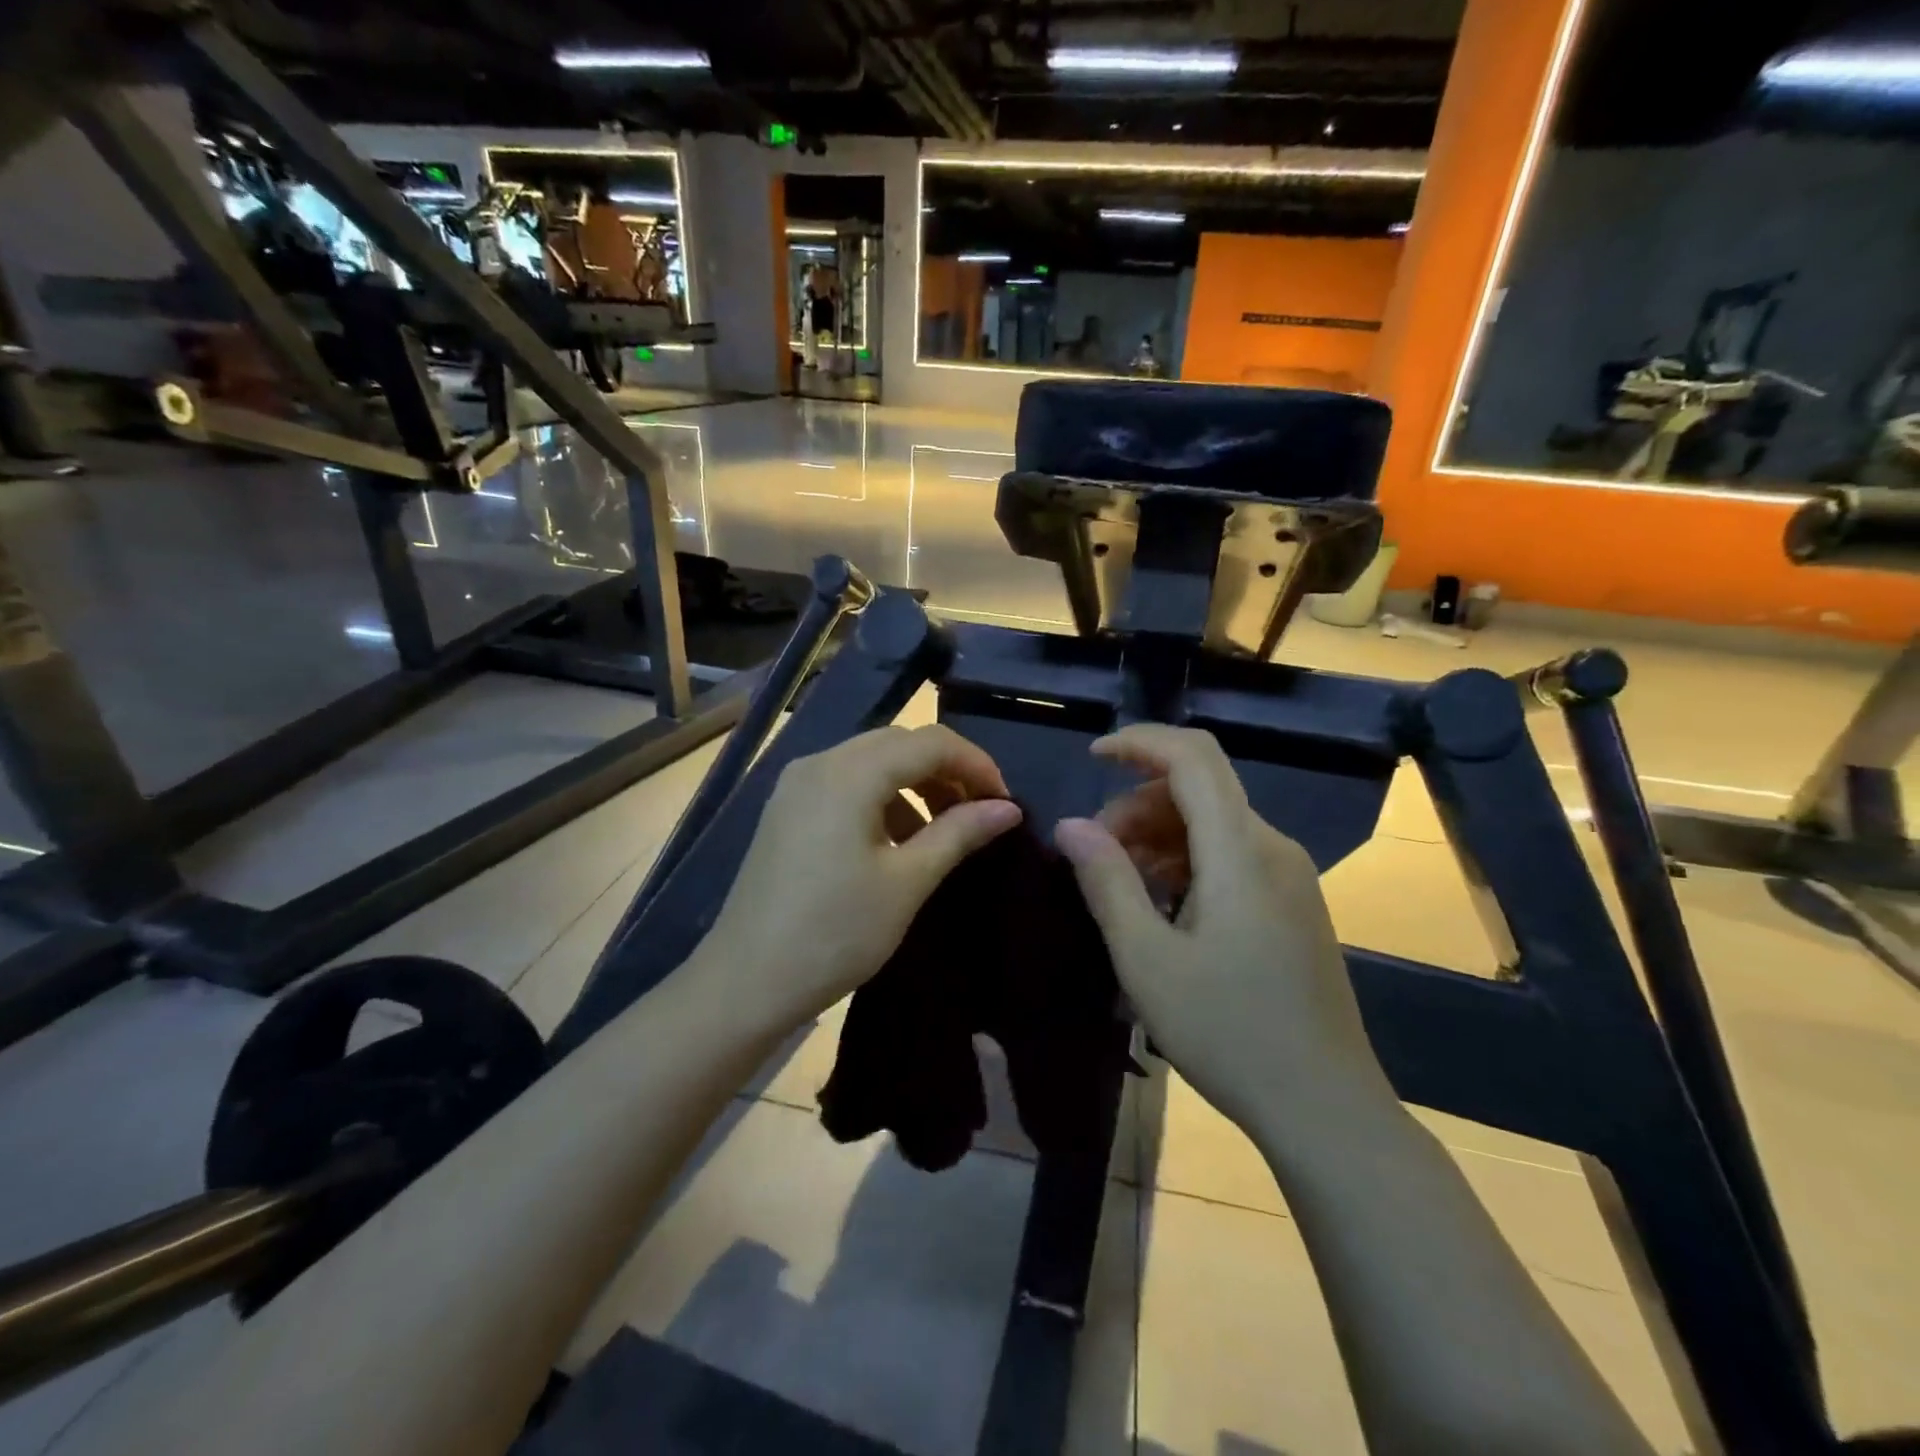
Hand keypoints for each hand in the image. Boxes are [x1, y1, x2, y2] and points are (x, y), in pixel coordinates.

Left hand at [702, 725, 1021, 1025]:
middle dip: (946, 771)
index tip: (1005, 804)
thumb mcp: (907, 882)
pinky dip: (882, 799)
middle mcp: (820, 763)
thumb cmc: (836, 932)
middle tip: (979, 813)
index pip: (930, 742)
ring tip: (943, 831)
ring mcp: (796, 784)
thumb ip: (959, 833)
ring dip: (915, 784)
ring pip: (872, 762)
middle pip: (899, 744)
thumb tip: (1009, 809)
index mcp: (850, 773)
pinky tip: (896, 841)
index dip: (976, 765)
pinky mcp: (786, 809)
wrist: (747, 982)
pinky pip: (846, 784)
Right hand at [1054, 724, 1389, 1134]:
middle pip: (1200, 788)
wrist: (1325, 1108)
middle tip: (1095, 854)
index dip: (1141, 741)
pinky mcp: (1292, 903)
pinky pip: (1231, 854)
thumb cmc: (1228, 1032)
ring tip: (1121, 885)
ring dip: (1158, 834)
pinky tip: (1163, 906)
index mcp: (1241, 851)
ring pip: (1213, 822)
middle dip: (1137, 804)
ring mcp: (1289, 876)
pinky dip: (1187, 859)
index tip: (1093, 757)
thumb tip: (1071, 825)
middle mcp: (1272, 848)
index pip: (1194, 757)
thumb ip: (1107, 882)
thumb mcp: (1147, 960)